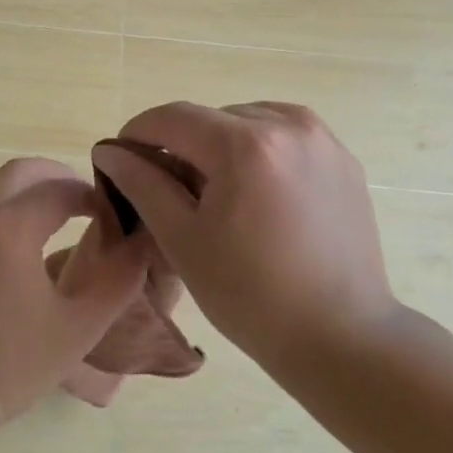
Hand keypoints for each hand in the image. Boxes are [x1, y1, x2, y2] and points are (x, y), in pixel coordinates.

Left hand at [0, 158, 149, 452]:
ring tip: (49, 218)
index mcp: (8, 227)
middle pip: (17, 172)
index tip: (110, 215)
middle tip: (81, 200)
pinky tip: (8, 249)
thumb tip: (141, 238)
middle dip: (54, 177)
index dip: (90, 195)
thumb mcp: (80, 325)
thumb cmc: (14, 363)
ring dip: (21, 192)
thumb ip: (119, 276)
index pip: (58, 189)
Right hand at [90, 103, 398, 369]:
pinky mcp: (342, 159)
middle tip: (169, 192)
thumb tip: (110, 152)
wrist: (341, 336)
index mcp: (245, 145)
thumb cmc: (250, 295)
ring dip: (220, 146)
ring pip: (247, 122)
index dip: (137, 134)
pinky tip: (256, 195)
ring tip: (217, 195)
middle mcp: (288, 125)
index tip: (121, 161)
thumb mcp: (182, 239)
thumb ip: (142, 184)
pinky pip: (283, 136)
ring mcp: (321, 140)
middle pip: (210, 118)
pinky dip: (258, 152)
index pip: (172, 117)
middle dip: (180, 146)